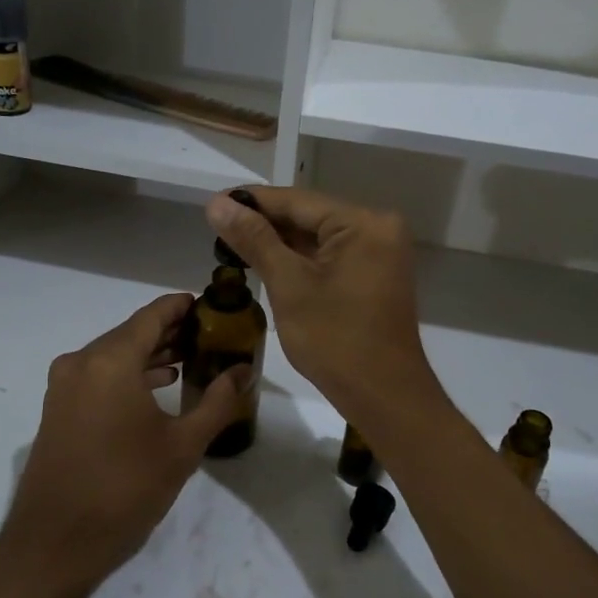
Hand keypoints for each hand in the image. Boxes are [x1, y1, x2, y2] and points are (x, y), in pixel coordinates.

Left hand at [0, 293, 245, 593]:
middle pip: (132, 332)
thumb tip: (242, 372)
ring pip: (114, 355)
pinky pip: (98, 375)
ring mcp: (64, 386)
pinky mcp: (58, 409)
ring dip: (150, 355)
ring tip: (191, 360)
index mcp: (111, 361)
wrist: (54, 544)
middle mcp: (82, 362)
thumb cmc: (125, 489)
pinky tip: (157, 388)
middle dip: (171, 332)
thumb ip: (217, 403)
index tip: (213, 306)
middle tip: (211, 337)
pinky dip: (128, 374)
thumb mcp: (182, 447)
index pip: (152, 315)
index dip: (182, 307)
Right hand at [204, 187, 440, 429]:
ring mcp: (380, 253)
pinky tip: (266, 262)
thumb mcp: (289, 285)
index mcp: (364, 223)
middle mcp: (378, 228)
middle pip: (309, 216)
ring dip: (279, 243)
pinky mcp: (375, 276)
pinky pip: (331, 257)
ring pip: (318, 238)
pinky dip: (300, 260)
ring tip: (232, 243)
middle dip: (264, 223)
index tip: (213, 204)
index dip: (252, 202)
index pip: (297, 201)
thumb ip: (254, 240)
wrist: (383, 396)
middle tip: (217, 226)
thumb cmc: (335, 340)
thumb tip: (217, 204)